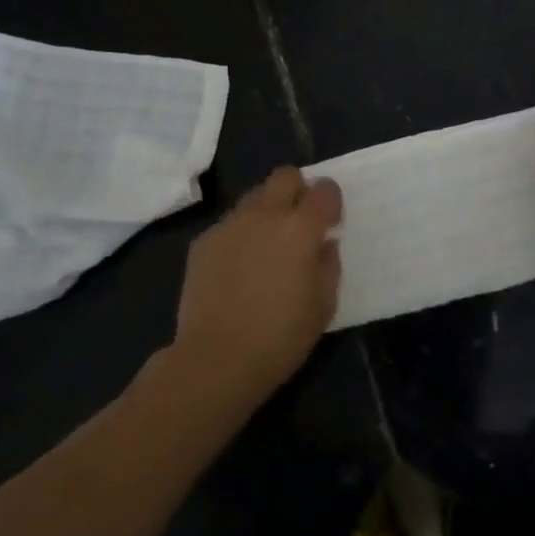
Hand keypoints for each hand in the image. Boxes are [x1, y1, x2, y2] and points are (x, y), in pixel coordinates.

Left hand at [170, 167, 341, 403]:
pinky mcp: (204, 241)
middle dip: (297, 190)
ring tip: (266, 246)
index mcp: (301, 228)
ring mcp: (230, 225)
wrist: (216, 359)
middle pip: (285, 176)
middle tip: (298, 221)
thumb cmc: (281, 337)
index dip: (331, 201)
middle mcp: (265, 215)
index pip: (324, 190)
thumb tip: (323, 244)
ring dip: (267, 211)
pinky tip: (238, 268)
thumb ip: (328, 264)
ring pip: (254, 196)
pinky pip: (229, 224)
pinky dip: (240, 235)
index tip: (330, 221)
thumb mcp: (324, 305)